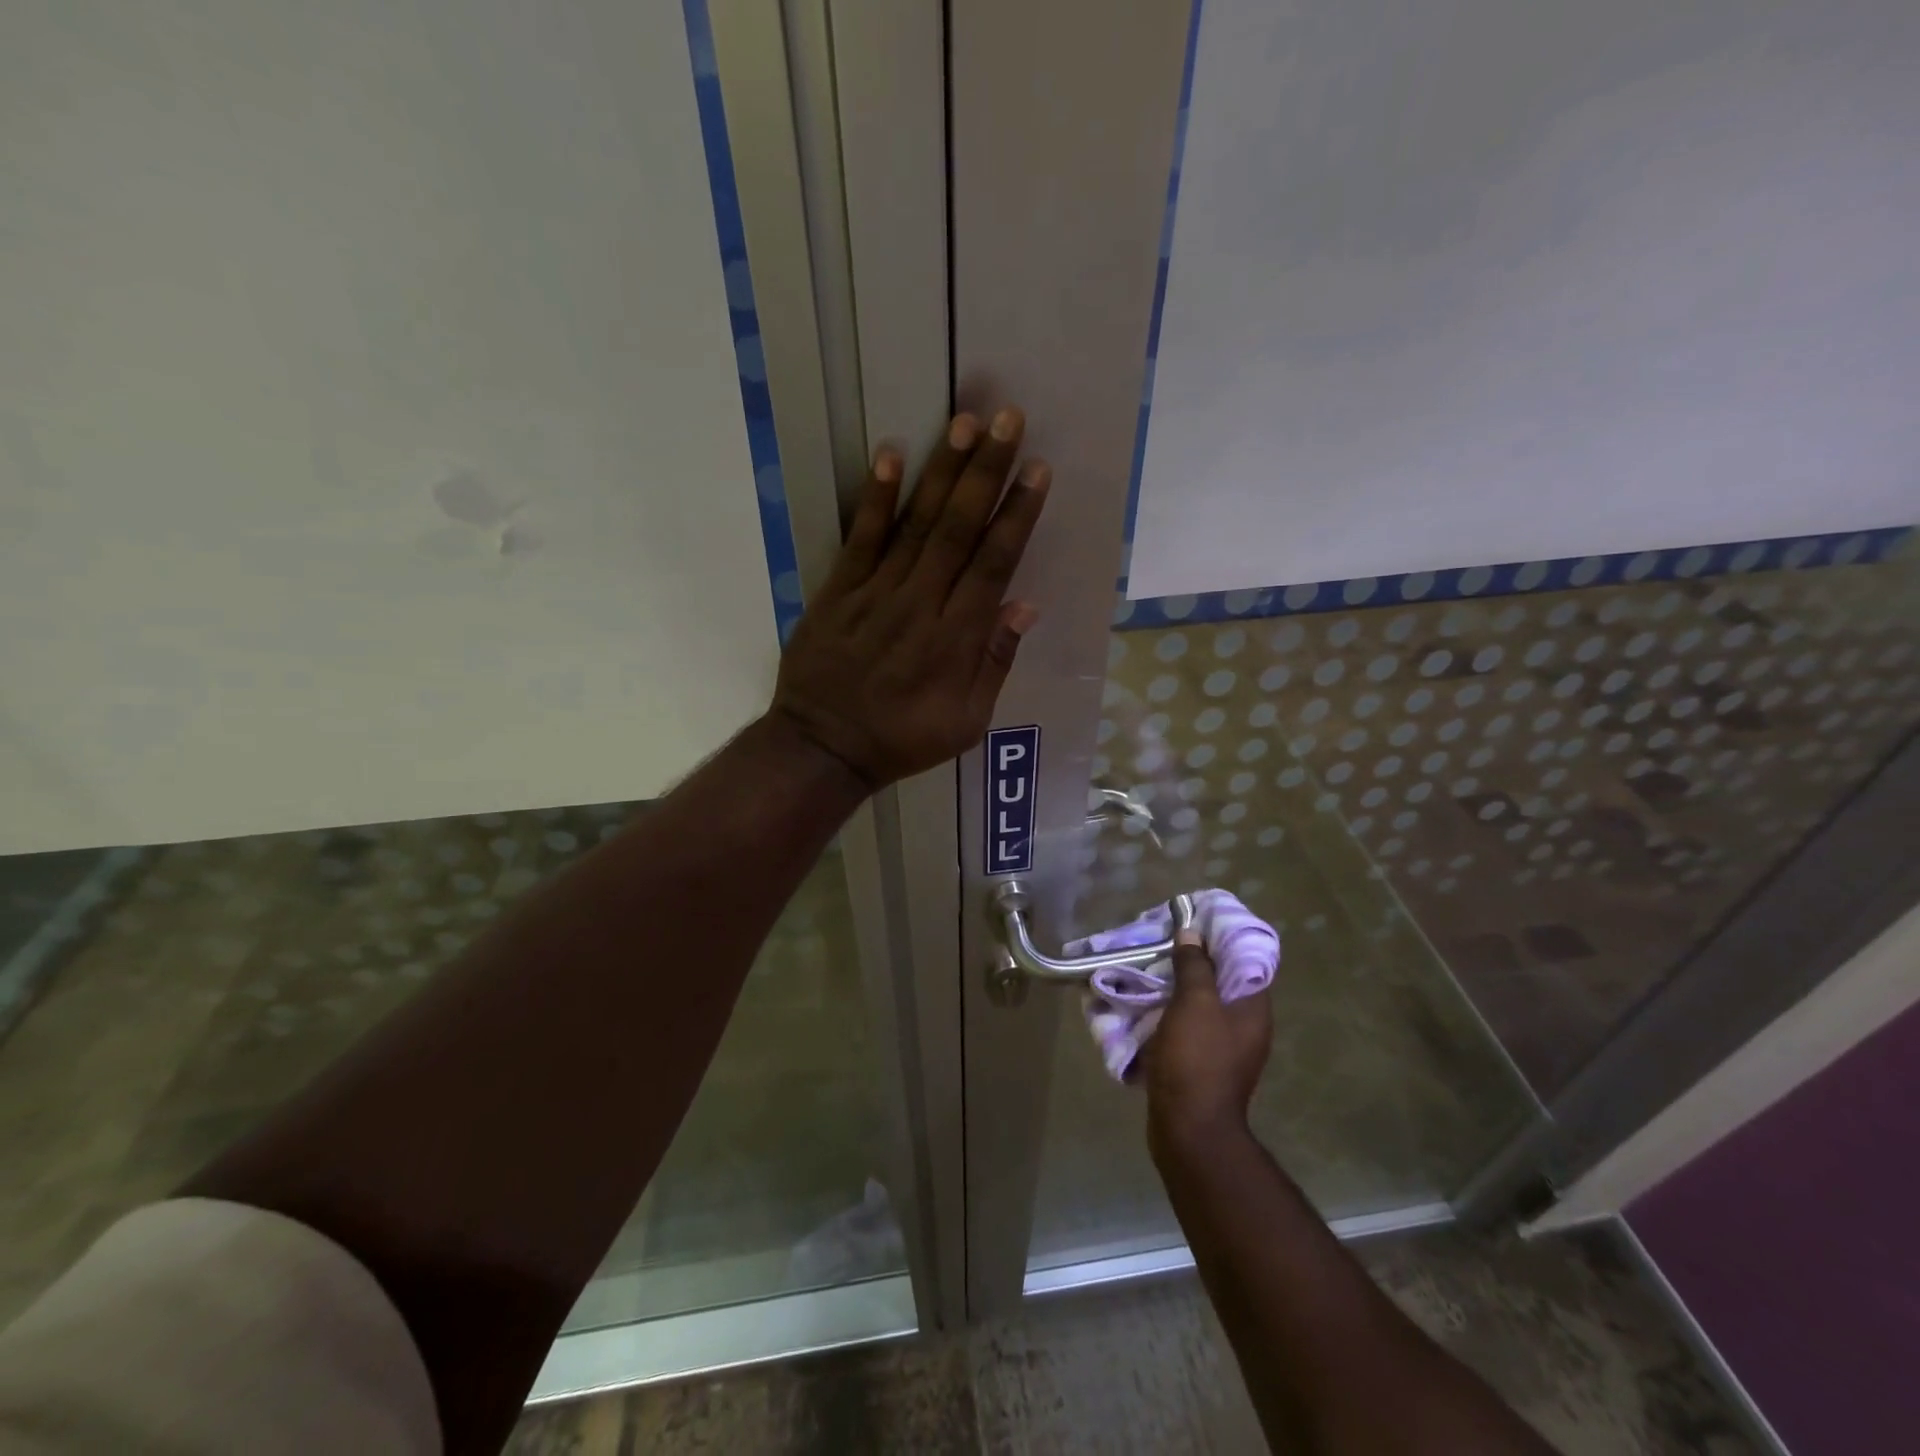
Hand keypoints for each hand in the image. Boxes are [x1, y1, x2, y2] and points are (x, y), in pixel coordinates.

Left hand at [772, 409, 1049, 787]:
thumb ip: (995, 662)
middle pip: (959, 529)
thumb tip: (1024, 605)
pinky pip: (860, 539)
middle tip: (1008, 419)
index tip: (1036, 470)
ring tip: (965, 422)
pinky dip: (875, 499)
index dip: (1017, 515)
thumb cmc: (903, 739)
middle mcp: (921, 604)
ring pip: (916, 524)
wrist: (824, 748)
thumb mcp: (967, 722)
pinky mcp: (838, 592)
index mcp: (957, 638)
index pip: (994, 564)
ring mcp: (876, 593)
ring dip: (942, 472)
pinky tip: (890, 456)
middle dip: (987, 472)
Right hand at [1143, 930, 1272, 1153]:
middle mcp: (1243, 1025)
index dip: (1221, 937)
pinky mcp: (1200, 1063)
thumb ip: (1195, 965)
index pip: (1245, 959)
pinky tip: (1145, 1001)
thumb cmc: (1197, 1060)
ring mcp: (1222, 1047)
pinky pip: (1185, 1024)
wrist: (1188, 1129)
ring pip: (1200, 1002)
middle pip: (1220, 980)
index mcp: (1252, 1008)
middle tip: (1163, 940)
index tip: (1193, 921)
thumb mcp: (1195, 1003)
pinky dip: (1168, 1010)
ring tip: (1149, 965)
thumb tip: (1192, 934)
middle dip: (1192, 959)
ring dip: (1176, 984)